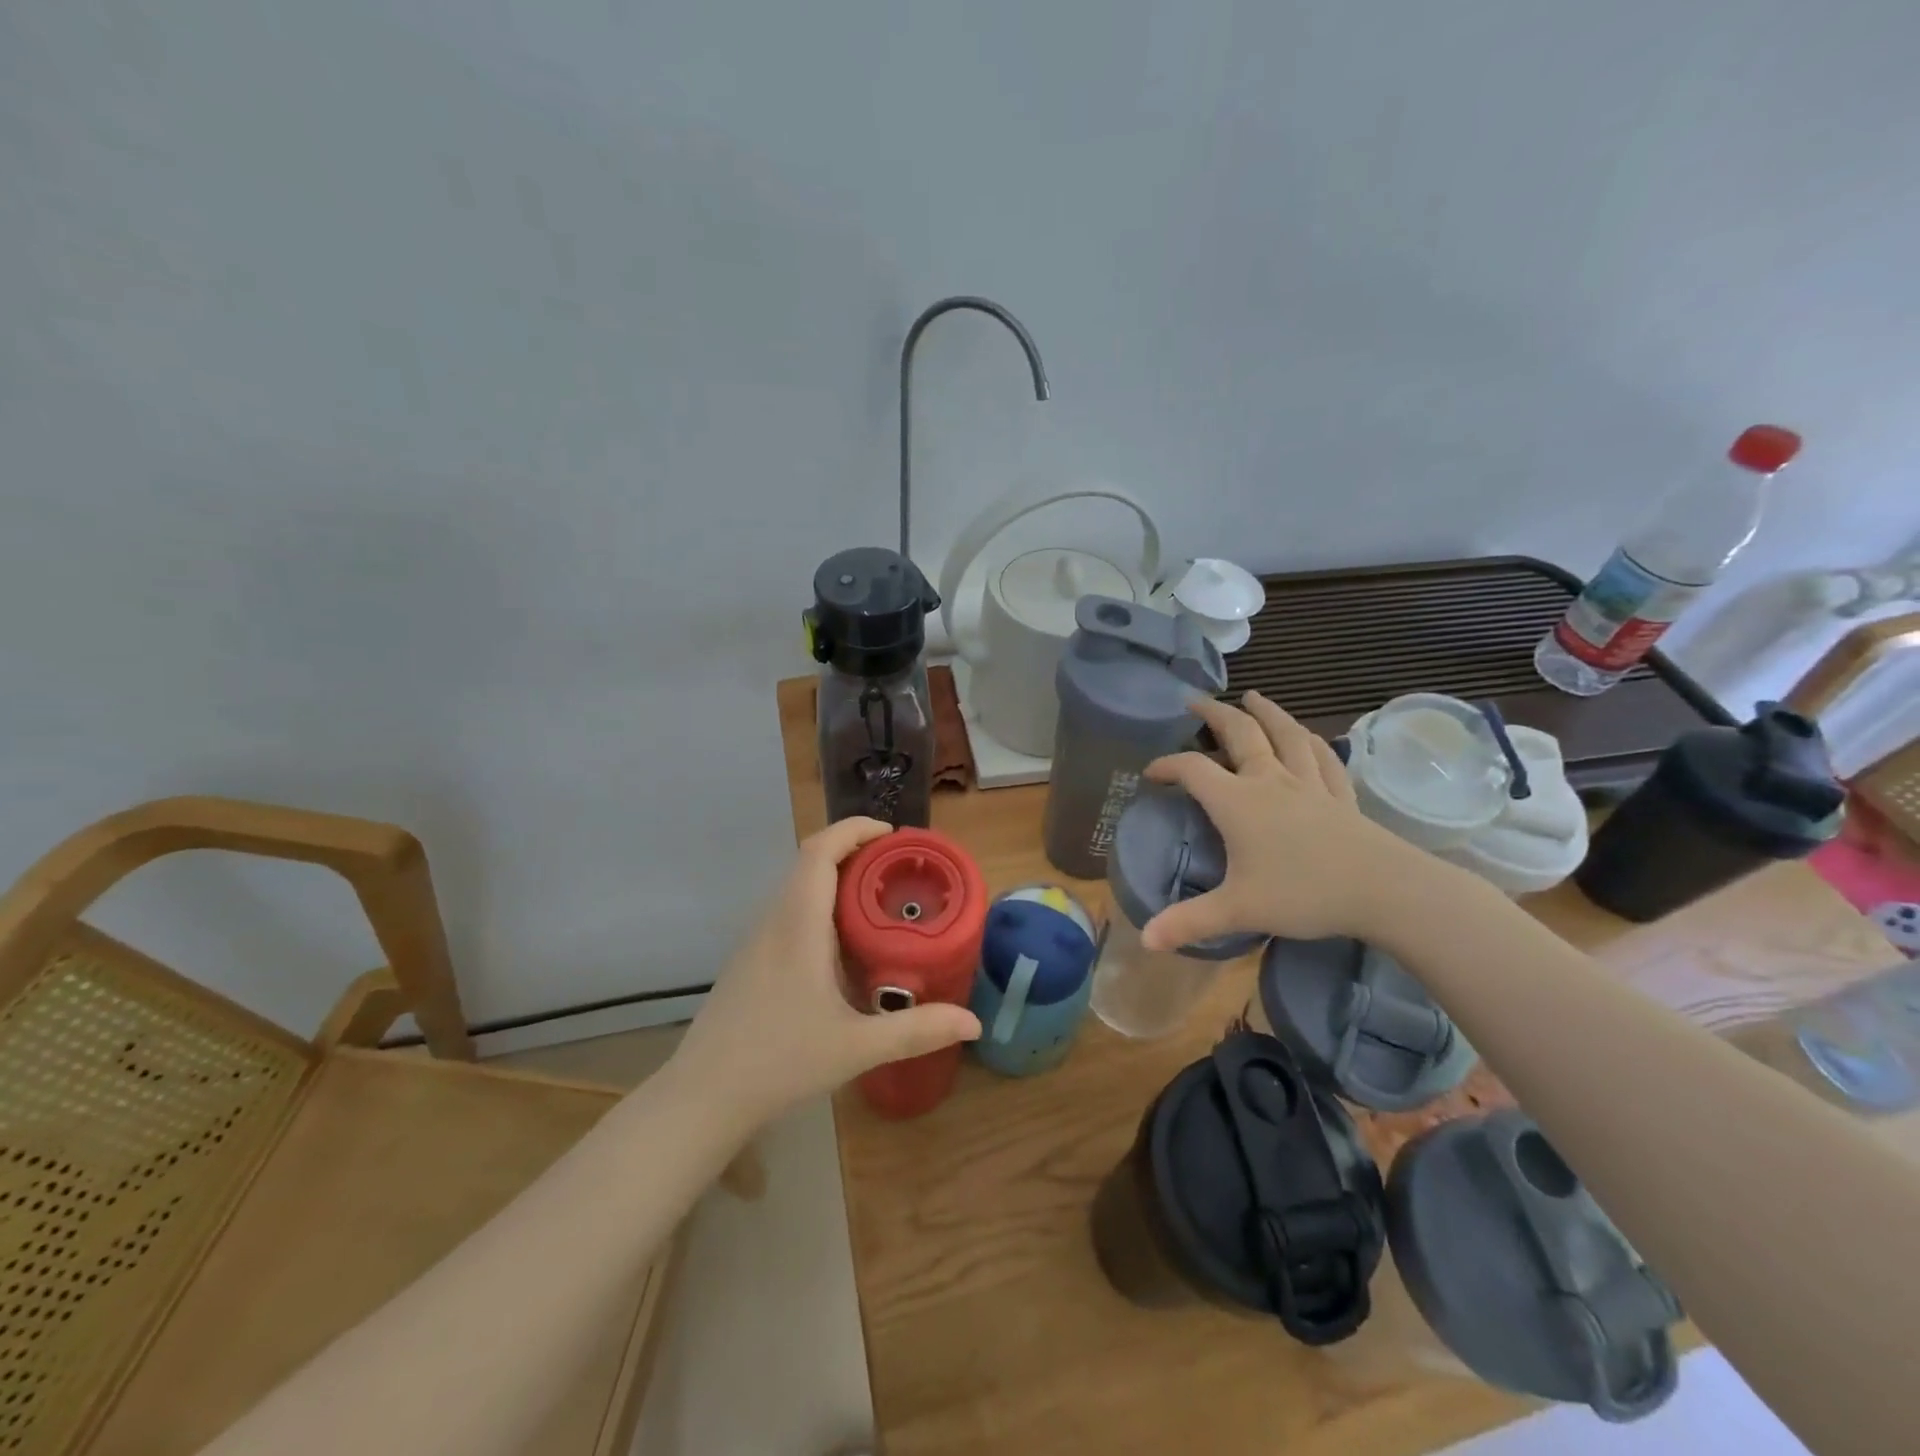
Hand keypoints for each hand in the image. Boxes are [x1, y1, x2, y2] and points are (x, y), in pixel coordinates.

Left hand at [672, 817, 981, 1124]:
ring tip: (877, 900)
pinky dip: (819, 906)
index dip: (854, 830)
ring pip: (797, 888)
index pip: (820, 851)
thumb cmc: (780, 1061)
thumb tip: (973, 1022)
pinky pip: (788, 913)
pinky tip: (841, 945)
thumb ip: (917, 1031)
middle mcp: (775, 921)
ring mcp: (757, 941)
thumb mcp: (857, 1047)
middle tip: (897, 868)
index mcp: (799, 924)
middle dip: (853, 852)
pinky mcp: (750, 961)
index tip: (891, 834)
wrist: (704, 1097)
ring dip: (834, 879)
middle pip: (809, 862)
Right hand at [1139, 693, 1409, 950]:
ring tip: (1253, 697)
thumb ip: (1189, 922)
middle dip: (1215, 714)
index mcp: (1237, 802)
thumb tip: (1146, 941)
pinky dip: (1311, 741)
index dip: (1167, 766)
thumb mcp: (1238, 910)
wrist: (1383, 890)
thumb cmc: (1303, 894)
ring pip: (1285, 735)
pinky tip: (1308, 736)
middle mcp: (1270, 781)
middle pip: (1239, 734)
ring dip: (1266, 713)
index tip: (1151, 773)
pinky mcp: (1341, 795)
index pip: (1192, 769)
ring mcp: (1309, 784)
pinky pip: (1323, 758)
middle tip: (1196, 702)